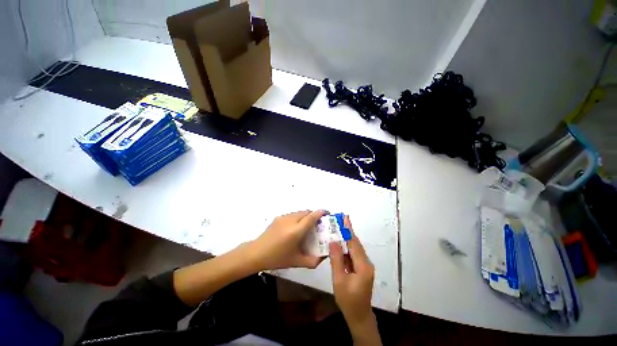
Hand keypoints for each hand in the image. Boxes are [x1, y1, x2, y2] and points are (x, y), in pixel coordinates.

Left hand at [248, 210, 326, 270]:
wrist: (256, 253)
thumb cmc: (277, 258)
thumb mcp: (297, 262)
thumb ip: (313, 260)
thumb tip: (325, 256)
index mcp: (296, 231)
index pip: (311, 217)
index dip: (320, 213)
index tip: (327, 213)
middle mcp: (290, 220)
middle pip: (306, 212)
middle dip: (314, 215)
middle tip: (317, 224)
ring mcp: (283, 217)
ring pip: (299, 212)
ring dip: (305, 216)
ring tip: (306, 226)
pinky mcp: (278, 217)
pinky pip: (292, 214)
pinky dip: (298, 218)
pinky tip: (294, 228)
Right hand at [329, 216, 375, 328]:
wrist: (359, 316)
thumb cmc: (348, 300)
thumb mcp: (339, 280)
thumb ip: (336, 260)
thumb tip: (333, 241)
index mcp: (363, 266)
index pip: (354, 244)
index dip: (349, 230)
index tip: (345, 218)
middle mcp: (367, 263)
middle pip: (356, 244)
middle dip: (348, 231)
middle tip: (341, 219)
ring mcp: (365, 266)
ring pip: (355, 248)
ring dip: (347, 239)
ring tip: (338, 229)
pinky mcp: (362, 268)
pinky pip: (353, 254)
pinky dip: (346, 248)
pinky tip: (339, 245)